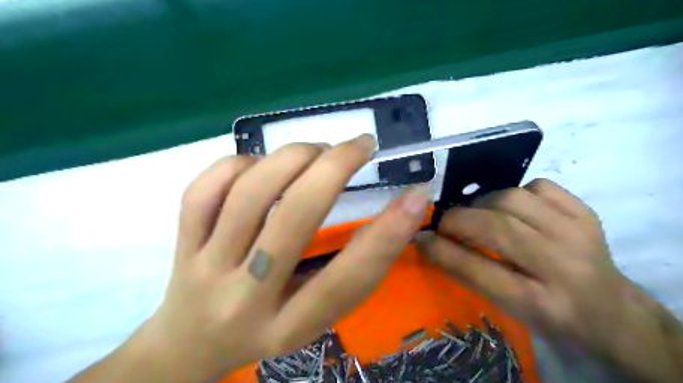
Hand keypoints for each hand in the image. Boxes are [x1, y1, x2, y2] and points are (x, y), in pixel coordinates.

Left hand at [125, 136, 425, 381]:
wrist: (190, 347)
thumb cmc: (266, 330)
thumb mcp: (313, 317)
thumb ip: (346, 274)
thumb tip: (393, 213)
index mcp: (290, 326)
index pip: (346, 280)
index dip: (387, 234)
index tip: (416, 195)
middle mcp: (246, 298)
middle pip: (294, 218)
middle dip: (334, 168)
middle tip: (361, 144)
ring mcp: (206, 267)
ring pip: (249, 194)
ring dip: (292, 157)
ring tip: (317, 151)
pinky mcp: (180, 244)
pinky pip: (204, 190)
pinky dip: (239, 164)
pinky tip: (260, 165)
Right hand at [416, 180, 682, 382]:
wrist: (612, 310)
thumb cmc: (551, 316)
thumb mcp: (508, 309)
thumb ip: (470, 274)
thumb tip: (431, 242)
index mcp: (540, 303)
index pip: (479, 271)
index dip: (443, 250)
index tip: (421, 237)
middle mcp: (563, 267)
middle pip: (498, 229)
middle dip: (458, 220)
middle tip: (444, 222)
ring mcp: (579, 234)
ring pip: (513, 199)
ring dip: (483, 203)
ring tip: (477, 214)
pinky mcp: (586, 213)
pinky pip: (538, 186)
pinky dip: (515, 192)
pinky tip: (511, 207)